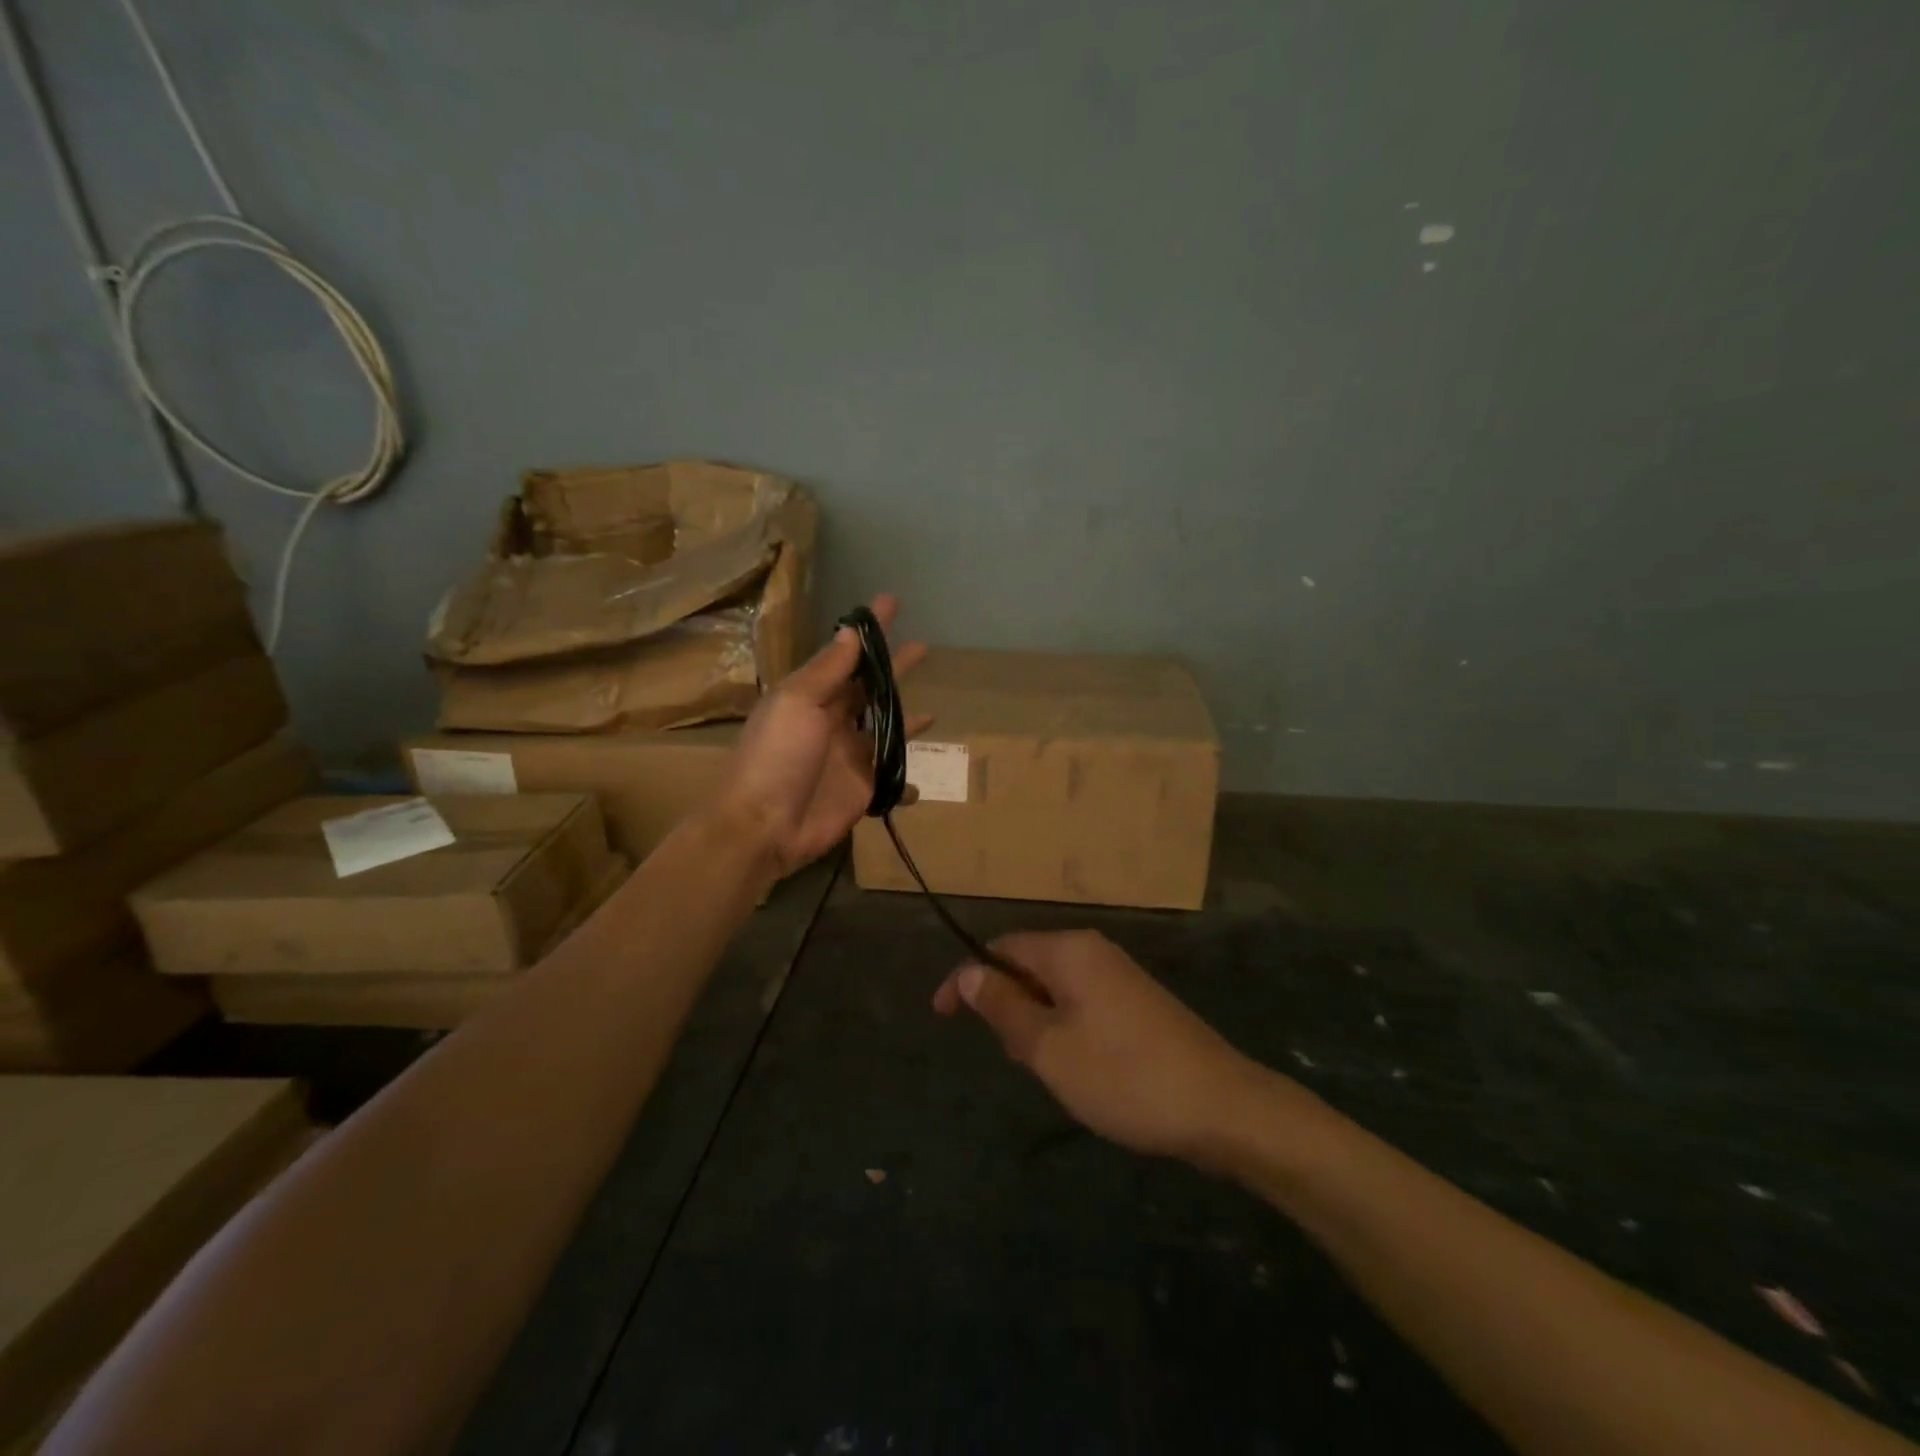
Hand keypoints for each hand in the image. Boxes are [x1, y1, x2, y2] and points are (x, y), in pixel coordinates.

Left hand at [716, 594, 928, 876]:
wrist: (764, 826)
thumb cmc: (776, 757)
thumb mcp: (797, 703)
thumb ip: (828, 671)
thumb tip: (851, 632)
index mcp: (812, 696)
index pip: (847, 655)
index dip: (869, 631)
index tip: (891, 603)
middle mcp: (833, 721)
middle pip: (871, 689)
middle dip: (893, 668)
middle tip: (922, 647)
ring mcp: (851, 757)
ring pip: (886, 731)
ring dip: (906, 719)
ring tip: (932, 710)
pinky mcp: (864, 790)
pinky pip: (892, 780)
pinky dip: (906, 781)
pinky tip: (920, 781)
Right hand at [933, 930, 1281, 1163]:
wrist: (1222, 1107)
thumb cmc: (1124, 1077)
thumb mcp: (1049, 1048)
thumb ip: (1004, 1006)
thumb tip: (968, 973)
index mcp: (1069, 951)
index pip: (1000, 948)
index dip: (965, 979)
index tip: (939, 1016)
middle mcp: (1094, 950)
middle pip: (1028, 964)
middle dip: (1006, 1004)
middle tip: (1009, 1056)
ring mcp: (1121, 974)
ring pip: (1056, 987)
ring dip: (1035, 1021)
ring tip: (1045, 1069)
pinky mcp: (1139, 1002)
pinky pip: (1083, 1002)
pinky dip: (1064, 1027)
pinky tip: (1078, 1069)